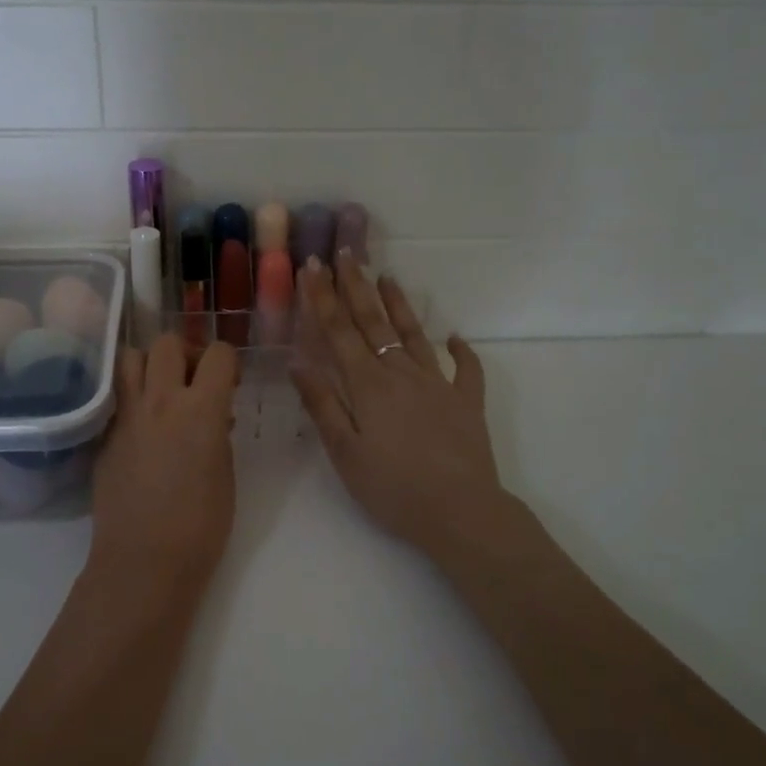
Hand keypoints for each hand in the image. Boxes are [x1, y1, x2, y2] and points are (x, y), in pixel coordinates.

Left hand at [91, 334, 238, 592]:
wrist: (144, 561)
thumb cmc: (201, 526)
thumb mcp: (225, 472)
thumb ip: (218, 432)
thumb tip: (213, 416)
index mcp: (201, 410)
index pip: (218, 353)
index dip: (227, 361)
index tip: (229, 383)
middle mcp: (160, 402)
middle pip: (167, 342)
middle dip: (186, 352)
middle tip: (194, 380)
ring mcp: (126, 417)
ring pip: (130, 358)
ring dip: (150, 366)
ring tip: (162, 392)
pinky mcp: (104, 437)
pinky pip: (118, 398)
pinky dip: (132, 399)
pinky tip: (143, 428)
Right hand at [292, 253, 509, 561]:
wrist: (460, 511)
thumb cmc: (393, 487)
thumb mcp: (345, 452)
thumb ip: (322, 404)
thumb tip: (297, 362)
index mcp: (369, 385)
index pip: (339, 332)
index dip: (323, 298)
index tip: (313, 266)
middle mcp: (402, 374)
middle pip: (374, 323)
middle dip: (356, 287)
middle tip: (345, 253)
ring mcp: (439, 384)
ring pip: (415, 335)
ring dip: (400, 305)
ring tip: (388, 277)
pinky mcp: (467, 403)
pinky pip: (465, 370)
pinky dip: (461, 351)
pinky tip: (455, 337)